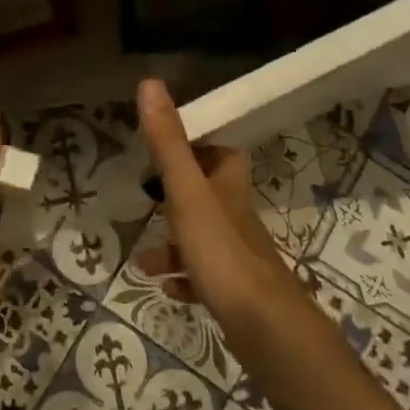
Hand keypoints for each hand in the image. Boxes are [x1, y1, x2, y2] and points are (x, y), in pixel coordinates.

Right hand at [134, 79, 306, 349]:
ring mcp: (237, 256)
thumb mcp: (186, 192)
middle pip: (208, 196)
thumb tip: (150, 83)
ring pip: (202, 239)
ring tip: (143, 259)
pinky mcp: (235, 292)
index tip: (164, 149)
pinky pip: (205, 279)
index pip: (219, 154)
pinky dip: (184, 279)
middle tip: (147, 199)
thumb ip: (168, 142)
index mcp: (227, 187)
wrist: (265, 327)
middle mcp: (235, 216)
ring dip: (173, 245)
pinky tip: (167, 289)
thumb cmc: (222, 251)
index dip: (197, 147)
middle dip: (176, 197)